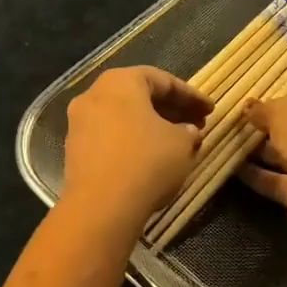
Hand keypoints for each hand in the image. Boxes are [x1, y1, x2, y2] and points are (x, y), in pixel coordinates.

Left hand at [62, 67, 211, 226]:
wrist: (101, 206)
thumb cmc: (146, 161)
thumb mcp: (181, 143)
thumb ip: (188, 131)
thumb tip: (187, 131)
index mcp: (120, 82)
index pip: (163, 80)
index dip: (191, 96)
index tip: (210, 110)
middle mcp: (94, 95)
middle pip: (140, 96)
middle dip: (172, 110)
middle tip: (197, 125)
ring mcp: (80, 123)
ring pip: (124, 118)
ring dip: (153, 127)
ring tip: (179, 144)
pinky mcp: (75, 151)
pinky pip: (111, 137)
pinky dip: (134, 142)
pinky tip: (154, 159)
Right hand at [240, 88, 286, 228]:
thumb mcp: (280, 108)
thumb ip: (263, 109)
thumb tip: (249, 109)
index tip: (260, 104)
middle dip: (271, 130)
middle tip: (240, 125)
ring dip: (262, 154)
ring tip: (230, 145)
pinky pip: (278, 181)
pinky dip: (259, 176)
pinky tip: (233, 169)